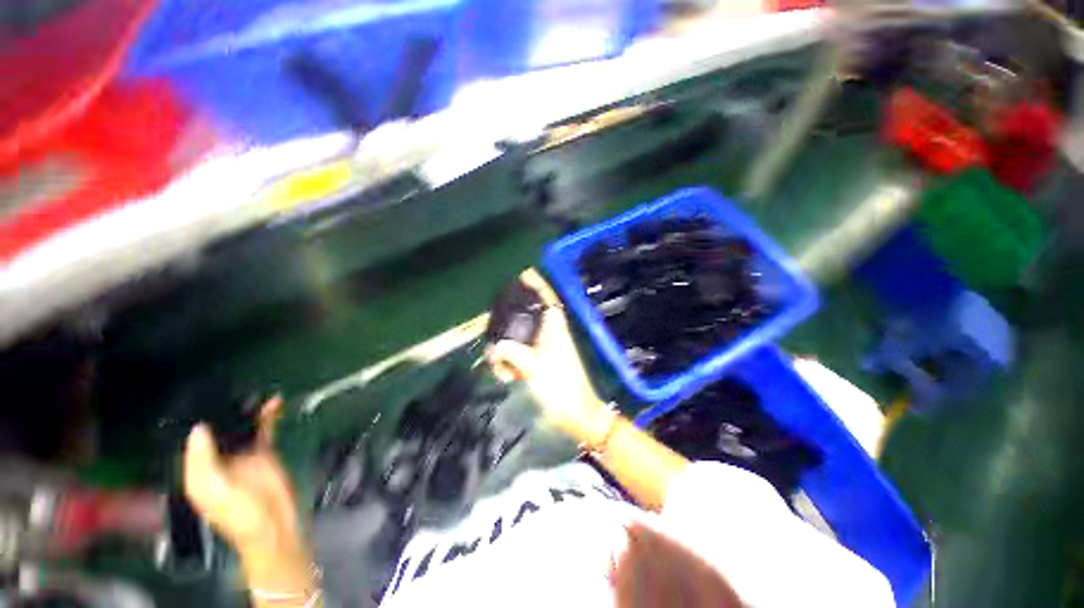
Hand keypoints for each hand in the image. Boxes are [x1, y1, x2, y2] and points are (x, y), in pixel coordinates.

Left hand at [184, 398, 314, 591]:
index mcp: (198, 469)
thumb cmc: (240, 515)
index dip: (194, 418)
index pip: (192, 439)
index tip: (201, 395)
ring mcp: (242, 454)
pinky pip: (264, 429)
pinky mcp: (264, 452)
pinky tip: (275, 403)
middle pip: (217, 428)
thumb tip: (199, 428)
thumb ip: (203, 463)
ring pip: (241, 426)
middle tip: (231, 386)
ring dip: (247, 409)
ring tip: (254, 391)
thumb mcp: (215, 492)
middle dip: (222, 409)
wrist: (275, 525)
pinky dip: (269, 416)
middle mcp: (217, 458)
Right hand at [489, 269, 610, 441]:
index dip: (537, 284)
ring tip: (500, 371)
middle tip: (492, 334)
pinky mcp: (541, 362)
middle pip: (526, 318)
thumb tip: (492, 347)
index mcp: (554, 327)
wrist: (576, 414)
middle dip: (507, 326)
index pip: (547, 297)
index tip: (524, 272)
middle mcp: (550, 333)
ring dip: (506, 352)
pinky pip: (520, 356)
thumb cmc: (559, 386)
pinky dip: (511, 364)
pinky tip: (506, 378)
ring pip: (519, 339)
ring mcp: (545, 348)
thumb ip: (509, 352)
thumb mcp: (532, 366)